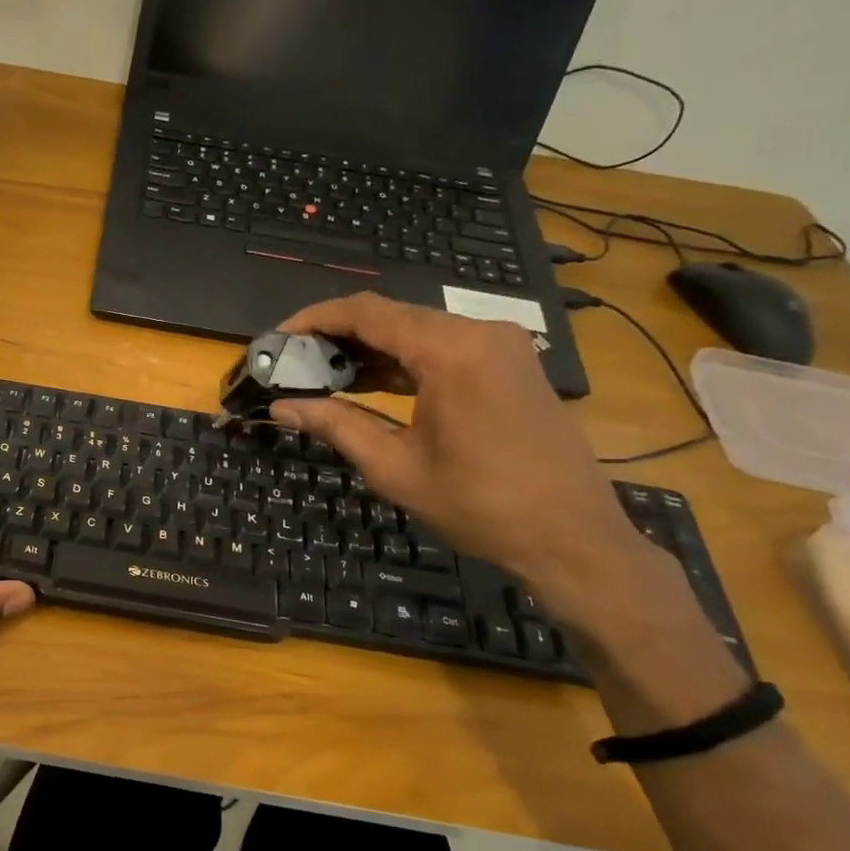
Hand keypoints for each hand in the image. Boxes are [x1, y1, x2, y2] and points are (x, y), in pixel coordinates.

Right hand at [268, 292, 662, 633]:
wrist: (573, 537)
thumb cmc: (479, 505)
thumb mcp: (394, 467)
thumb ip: (335, 425)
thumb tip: (280, 408)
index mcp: (451, 351)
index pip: (366, 313)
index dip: (314, 319)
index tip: (276, 338)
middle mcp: (479, 333)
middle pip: (391, 315)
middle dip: (337, 335)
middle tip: (293, 362)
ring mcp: (501, 346)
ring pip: (416, 330)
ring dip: (368, 348)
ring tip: (321, 374)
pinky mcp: (510, 363)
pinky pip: (443, 347)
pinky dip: (402, 361)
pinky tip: (369, 383)